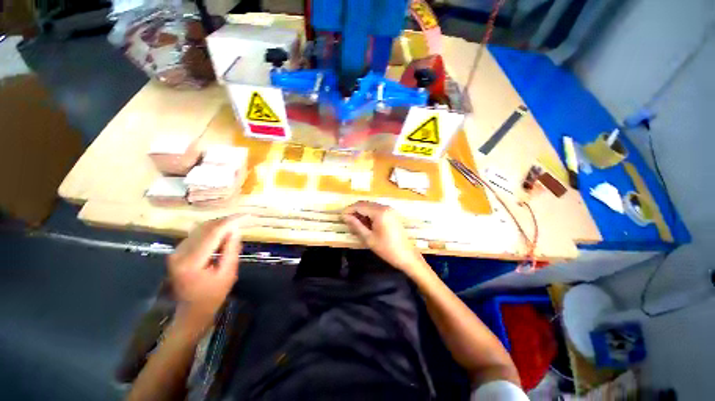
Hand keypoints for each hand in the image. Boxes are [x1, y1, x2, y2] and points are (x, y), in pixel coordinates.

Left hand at [168, 215, 252, 328]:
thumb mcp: (228, 273)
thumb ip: (231, 250)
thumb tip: (236, 229)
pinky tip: (222, 233)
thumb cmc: (213, 295)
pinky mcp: (177, 252)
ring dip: (219, 225)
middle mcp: (179, 253)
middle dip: (225, 221)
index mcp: (191, 262)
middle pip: (205, 228)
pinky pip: (196, 235)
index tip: (246, 216)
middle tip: (242, 219)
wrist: (192, 310)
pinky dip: (211, 231)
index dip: (230, 222)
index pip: (213, 233)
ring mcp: (175, 252)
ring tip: (234, 226)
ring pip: (200, 229)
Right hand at [342, 201, 427, 275]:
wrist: (407, 256)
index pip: (360, 206)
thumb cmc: (386, 249)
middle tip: (347, 221)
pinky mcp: (392, 214)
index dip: (349, 210)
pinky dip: (369, 214)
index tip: (341, 217)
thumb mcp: (368, 238)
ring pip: (371, 206)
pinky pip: (377, 210)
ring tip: (355, 224)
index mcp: (380, 212)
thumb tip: (345, 216)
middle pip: (365, 204)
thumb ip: (356, 225)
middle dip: (355, 210)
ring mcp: (390, 210)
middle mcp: (385, 207)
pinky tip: (365, 223)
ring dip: (362, 212)